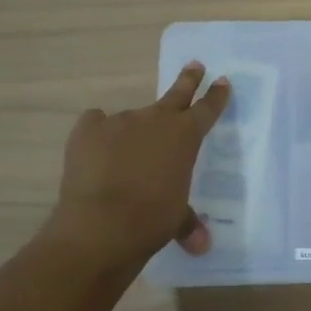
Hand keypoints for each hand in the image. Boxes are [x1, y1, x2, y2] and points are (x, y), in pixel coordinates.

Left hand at [50, 61, 231, 266]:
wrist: (102, 224)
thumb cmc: (152, 219)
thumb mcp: (176, 218)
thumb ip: (187, 223)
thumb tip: (200, 246)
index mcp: (185, 136)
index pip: (207, 109)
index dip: (217, 95)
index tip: (223, 81)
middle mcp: (156, 120)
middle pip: (177, 93)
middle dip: (188, 79)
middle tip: (195, 64)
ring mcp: (120, 121)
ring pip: (132, 117)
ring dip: (134, 130)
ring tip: (126, 154)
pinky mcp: (88, 130)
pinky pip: (96, 123)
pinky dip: (98, 132)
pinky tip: (96, 147)